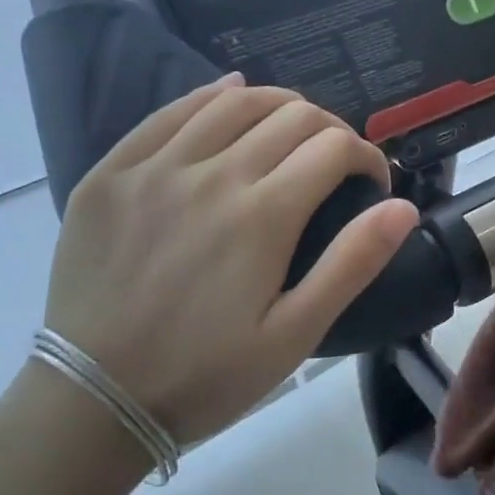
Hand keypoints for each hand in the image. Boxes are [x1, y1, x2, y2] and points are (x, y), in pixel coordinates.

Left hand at [40, 75, 419, 449]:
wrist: (92, 400)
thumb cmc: (206, 374)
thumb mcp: (295, 334)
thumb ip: (352, 264)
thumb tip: (402, 207)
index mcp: (263, 215)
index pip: (334, 147)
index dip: (367, 156)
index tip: (373, 183)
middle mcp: (212, 175)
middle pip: (291, 116)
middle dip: (332, 130)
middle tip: (338, 162)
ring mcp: (155, 168)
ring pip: (234, 102)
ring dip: (279, 105)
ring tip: (294, 128)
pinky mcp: (112, 173)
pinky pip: (169, 112)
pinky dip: (211, 96)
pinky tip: (230, 94)